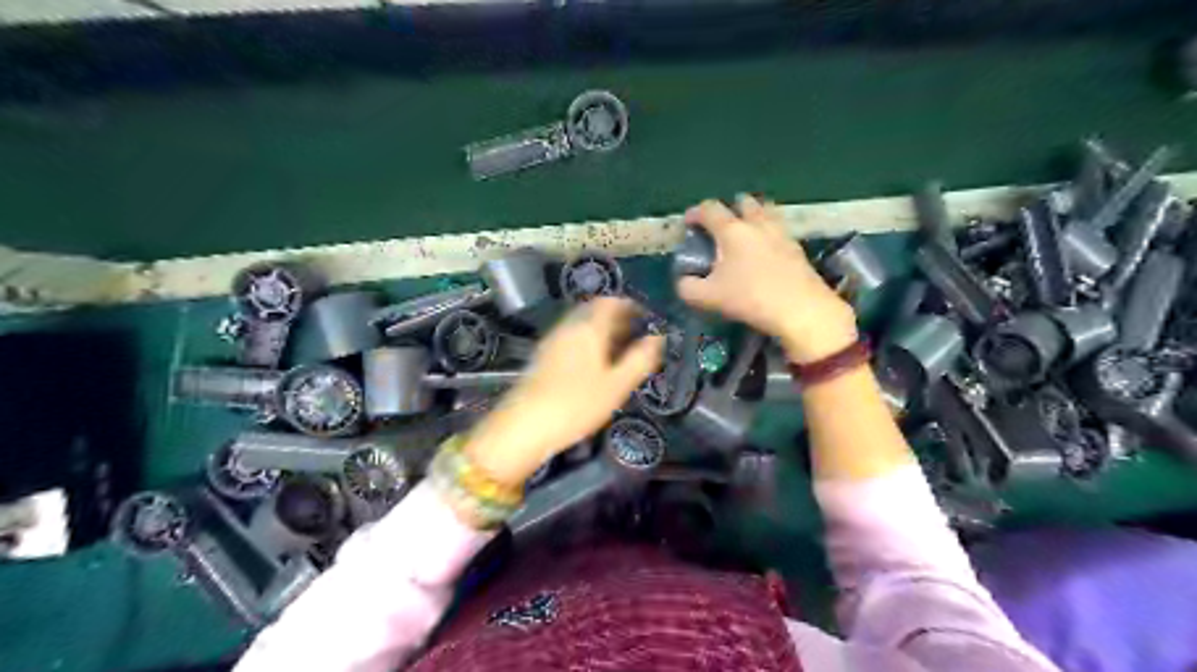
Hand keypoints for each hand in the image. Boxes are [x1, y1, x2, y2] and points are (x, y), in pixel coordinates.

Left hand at [463, 298, 662, 488]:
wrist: (524, 427)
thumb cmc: (577, 404)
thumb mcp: (617, 385)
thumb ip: (640, 359)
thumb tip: (658, 338)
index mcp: (588, 328)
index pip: (610, 302)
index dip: (629, 305)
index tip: (646, 317)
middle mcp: (568, 327)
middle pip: (594, 312)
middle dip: (617, 319)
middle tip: (636, 334)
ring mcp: (551, 342)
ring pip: (581, 326)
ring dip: (602, 332)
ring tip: (620, 352)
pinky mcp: (542, 358)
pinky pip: (571, 340)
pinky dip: (587, 344)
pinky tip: (595, 366)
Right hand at [671, 195, 860, 362]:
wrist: (800, 309)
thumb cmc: (749, 298)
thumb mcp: (708, 298)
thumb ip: (688, 288)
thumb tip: (683, 281)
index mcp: (731, 230)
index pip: (710, 209)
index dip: (695, 212)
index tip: (688, 222)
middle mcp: (756, 224)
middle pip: (744, 202)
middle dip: (730, 207)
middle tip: (722, 224)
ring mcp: (780, 233)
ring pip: (767, 211)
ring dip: (754, 214)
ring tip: (747, 231)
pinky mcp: (797, 248)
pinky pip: (780, 229)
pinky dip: (769, 232)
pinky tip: (766, 250)